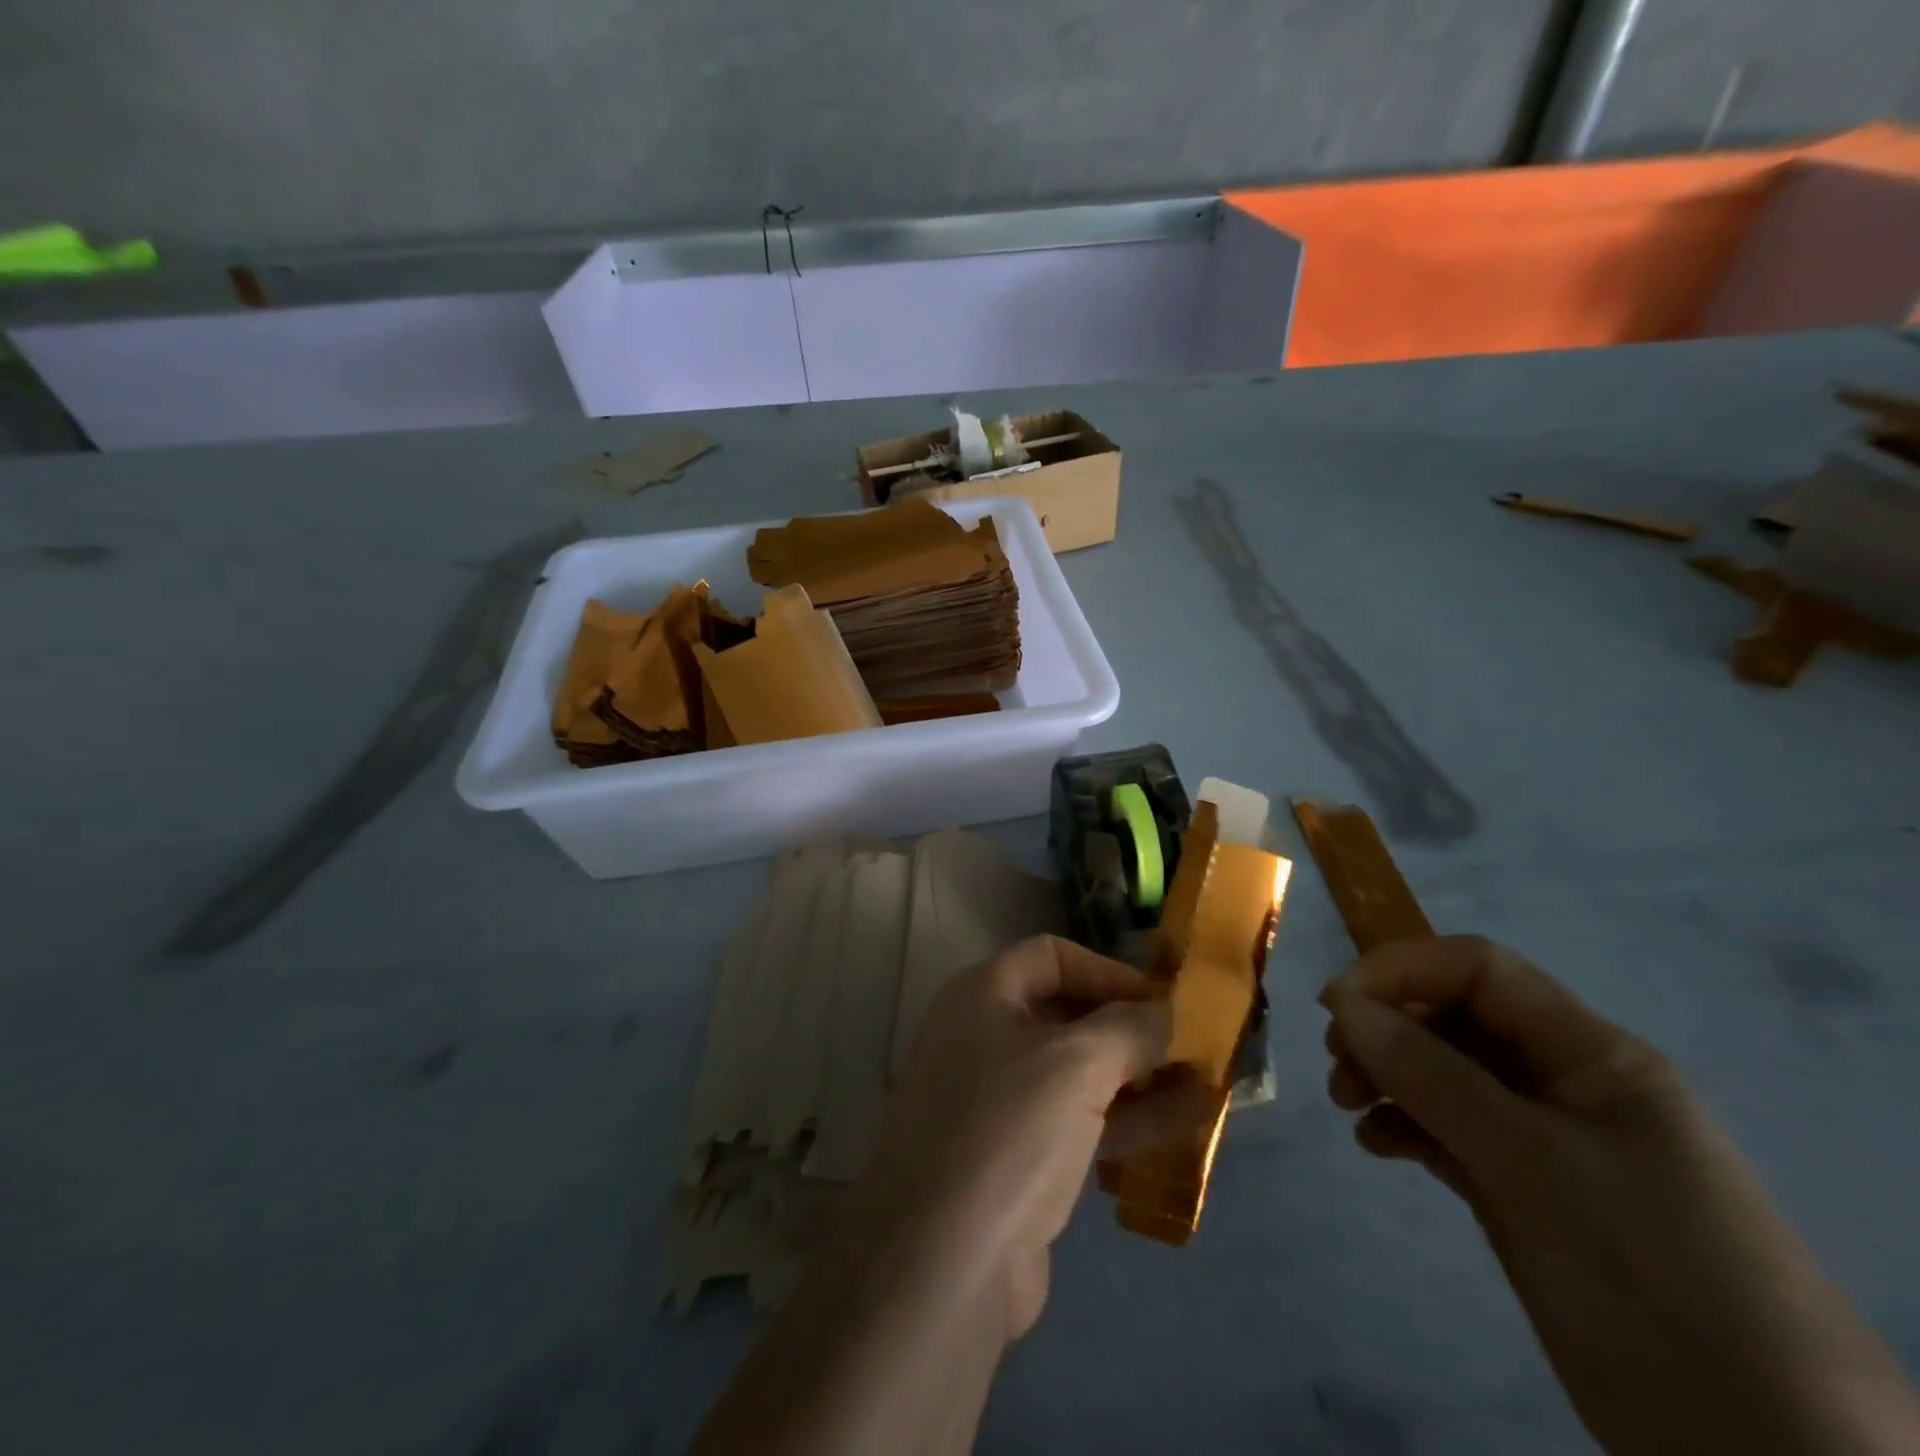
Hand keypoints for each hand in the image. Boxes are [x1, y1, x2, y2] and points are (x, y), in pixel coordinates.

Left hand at [864, 935, 1169, 1337]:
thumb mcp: (1077, 1063)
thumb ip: (1131, 1028)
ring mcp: (996, 1100)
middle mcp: (983, 1036)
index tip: (1163, 1001)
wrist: (943, 1260)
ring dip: (1139, 1077)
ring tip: (1207, 1085)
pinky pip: (1076, 1121)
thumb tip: (1171, 1011)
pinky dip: (1125, 1119)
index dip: (1108, 971)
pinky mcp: (1014, 1158)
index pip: (1052, 956)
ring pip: (1077, 1074)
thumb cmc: (1010, 1129)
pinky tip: (1184, 1126)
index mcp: (983, 994)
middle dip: (1132, 1029)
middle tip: (1193, 1046)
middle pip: (1067, 1015)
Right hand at [1321, 936, 1919, 1455]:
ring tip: (1346, 1104)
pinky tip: (1377, 1145)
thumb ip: (1434, 1076)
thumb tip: (1346, 1007)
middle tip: (1339, 1065)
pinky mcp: (1521, 1190)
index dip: (1403, 970)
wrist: (1762, 1453)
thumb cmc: (1650, 1271)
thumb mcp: (1534, 1163)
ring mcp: (1541, 1139)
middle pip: (1454, 1018)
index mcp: (1591, 1054)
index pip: (1481, 972)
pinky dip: (1404, 1126)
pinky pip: (1446, 1131)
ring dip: (1385, 1075)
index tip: (1337, 1005)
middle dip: (1386, 1027)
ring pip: (1442, 1074)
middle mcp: (1563, 1083)